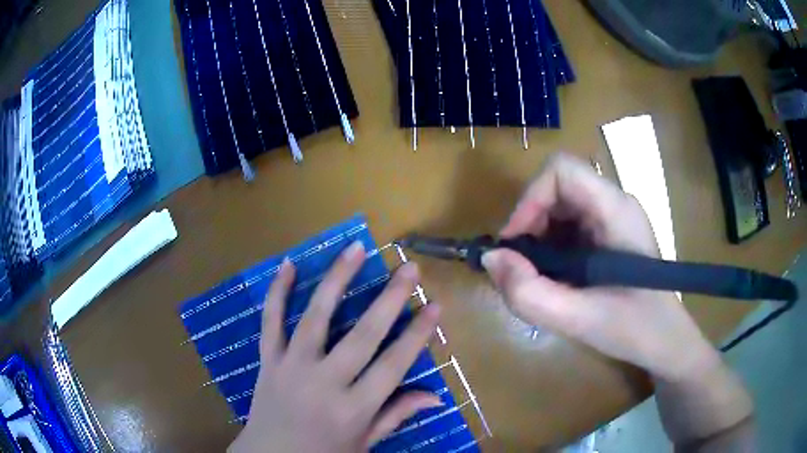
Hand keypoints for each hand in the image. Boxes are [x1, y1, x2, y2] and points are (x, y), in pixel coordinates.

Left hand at [229, 242, 441, 452]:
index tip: (435, 305)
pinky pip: (270, 323)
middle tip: (408, 268)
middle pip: (362, 336)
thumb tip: (435, 396)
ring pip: (316, 318)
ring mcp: (292, 368)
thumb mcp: (365, 443)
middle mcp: (325, 383)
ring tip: (356, 249)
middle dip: (390, 299)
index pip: (393, 365)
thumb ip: (396, 416)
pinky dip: (277, 293)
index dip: (417, 334)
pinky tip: (288, 265)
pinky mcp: (267, 361)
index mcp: (354, 409)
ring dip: (337, 280)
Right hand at [481, 153, 714, 380]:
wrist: (665, 341)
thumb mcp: (579, 320)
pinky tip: (555, 278)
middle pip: (557, 186)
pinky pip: (568, 225)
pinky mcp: (608, 233)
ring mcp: (612, 217)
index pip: (562, 170)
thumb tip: (491, 259)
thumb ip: (530, 293)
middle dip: (530, 222)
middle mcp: (614, 202)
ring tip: (537, 277)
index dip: (530, 199)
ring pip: (559, 206)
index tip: (514, 244)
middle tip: (521, 267)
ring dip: (537, 237)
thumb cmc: (635, 329)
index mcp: (616, 210)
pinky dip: (550, 247)